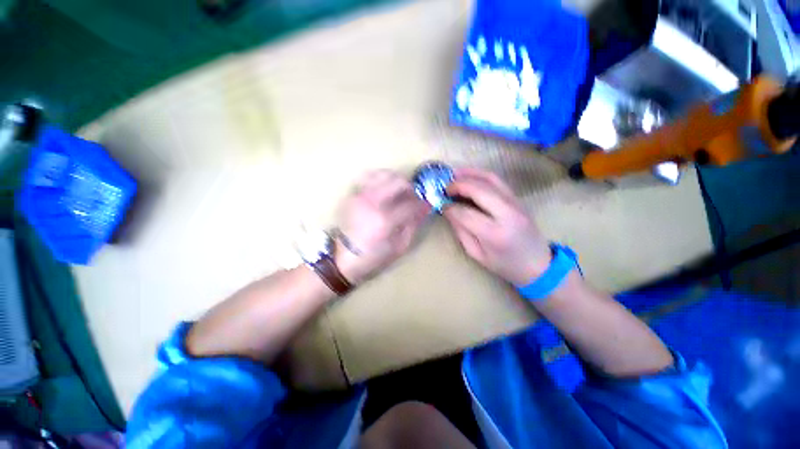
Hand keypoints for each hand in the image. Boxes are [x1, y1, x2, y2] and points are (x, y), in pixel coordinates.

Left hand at [336, 170, 430, 283]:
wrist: (343, 257)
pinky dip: (380, 178)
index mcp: (385, 220)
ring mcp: (360, 196)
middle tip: (413, 196)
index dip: (421, 203)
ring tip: (399, 191)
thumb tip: (425, 208)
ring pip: (384, 174)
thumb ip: (413, 225)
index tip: (425, 204)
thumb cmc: (374, 256)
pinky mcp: (352, 195)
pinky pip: (369, 177)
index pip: (411, 203)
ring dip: (396, 180)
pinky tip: (384, 187)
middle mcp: (372, 203)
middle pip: (399, 182)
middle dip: (410, 188)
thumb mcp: (399, 247)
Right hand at [444, 168, 550, 285]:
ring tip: (453, 174)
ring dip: (469, 174)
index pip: (466, 213)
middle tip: (444, 187)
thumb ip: (461, 231)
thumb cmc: (504, 264)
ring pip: (490, 179)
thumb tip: (448, 210)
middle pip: (479, 190)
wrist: (537, 263)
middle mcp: (507, 214)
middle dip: (458, 185)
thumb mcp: (476, 254)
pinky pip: (497, 180)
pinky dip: (481, 174)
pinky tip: (469, 174)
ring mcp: (515, 203)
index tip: (441, 205)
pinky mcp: (517, 198)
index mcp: (494, 233)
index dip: (450, 207)